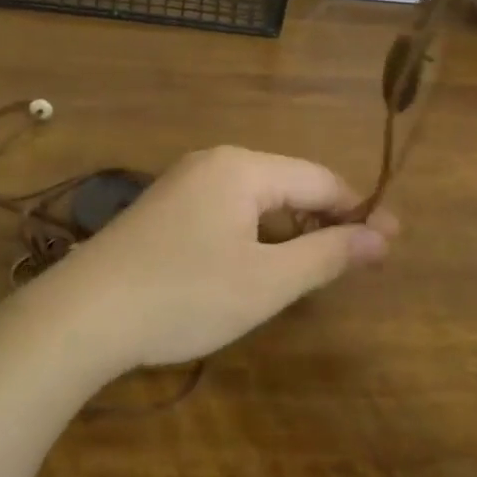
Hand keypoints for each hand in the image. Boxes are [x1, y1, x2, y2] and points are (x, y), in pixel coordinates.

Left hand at [44, 147, 394, 371]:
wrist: (83, 314)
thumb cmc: (185, 295)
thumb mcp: (267, 281)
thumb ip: (327, 254)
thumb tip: (381, 237)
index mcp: (243, 167)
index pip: (320, 179)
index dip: (360, 211)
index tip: (392, 245)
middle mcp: (214, 162)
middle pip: (288, 184)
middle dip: (325, 222)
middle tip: (356, 265)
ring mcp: (183, 184)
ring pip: (256, 200)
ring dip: (289, 231)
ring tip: (311, 271)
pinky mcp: (163, 209)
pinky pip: (226, 211)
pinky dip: (254, 236)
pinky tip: (255, 268)